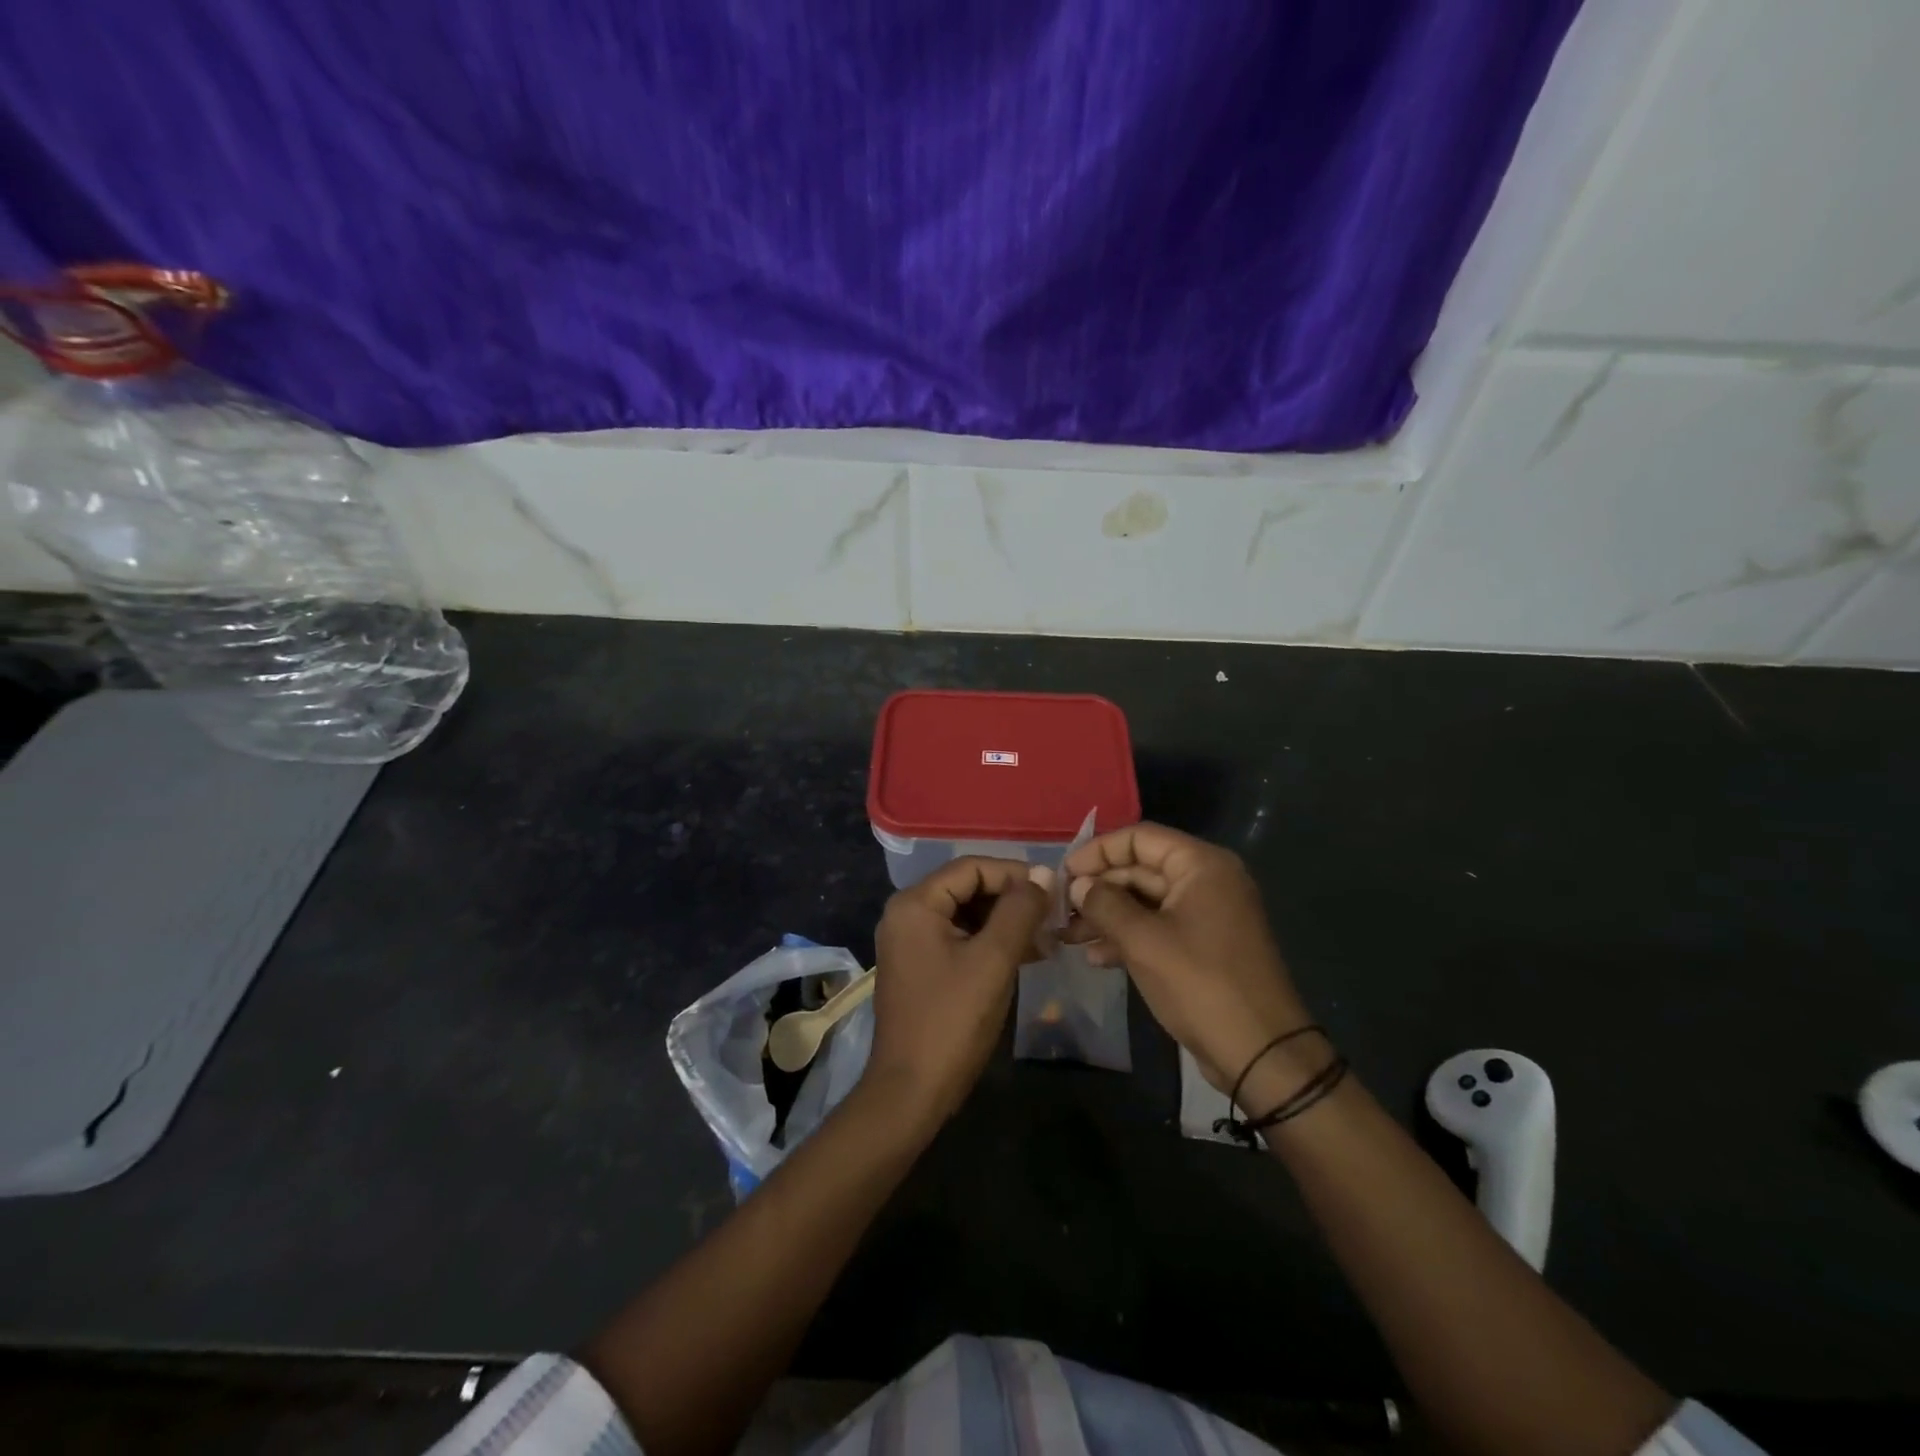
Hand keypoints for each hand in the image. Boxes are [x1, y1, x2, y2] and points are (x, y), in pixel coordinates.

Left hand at [866, 857, 1050, 1125]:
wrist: (912, 1091)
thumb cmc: (952, 1020)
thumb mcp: (994, 960)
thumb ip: (1020, 910)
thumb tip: (1045, 874)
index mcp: (915, 903)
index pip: (972, 867)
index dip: (1016, 874)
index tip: (1054, 891)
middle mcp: (906, 913)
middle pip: (968, 887)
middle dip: (1012, 899)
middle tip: (1053, 916)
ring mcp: (910, 941)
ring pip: (967, 914)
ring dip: (1006, 922)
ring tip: (1046, 938)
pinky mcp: (920, 965)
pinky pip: (960, 938)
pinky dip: (991, 942)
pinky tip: (1026, 955)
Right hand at [1063, 823, 1313, 1101]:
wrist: (1261, 1053)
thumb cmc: (1200, 984)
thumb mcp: (1143, 941)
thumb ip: (1105, 904)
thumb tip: (1078, 884)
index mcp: (1201, 866)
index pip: (1140, 838)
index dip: (1098, 851)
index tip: (1064, 873)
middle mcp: (1207, 881)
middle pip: (1141, 869)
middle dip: (1099, 889)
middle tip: (1060, 910)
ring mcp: (1207, 915)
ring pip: (1146, 902)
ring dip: (1107, 915)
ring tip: (1068, 937)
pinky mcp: (1204, 947)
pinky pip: (1159, 928)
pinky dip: (1128, 937)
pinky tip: (1096, 957)